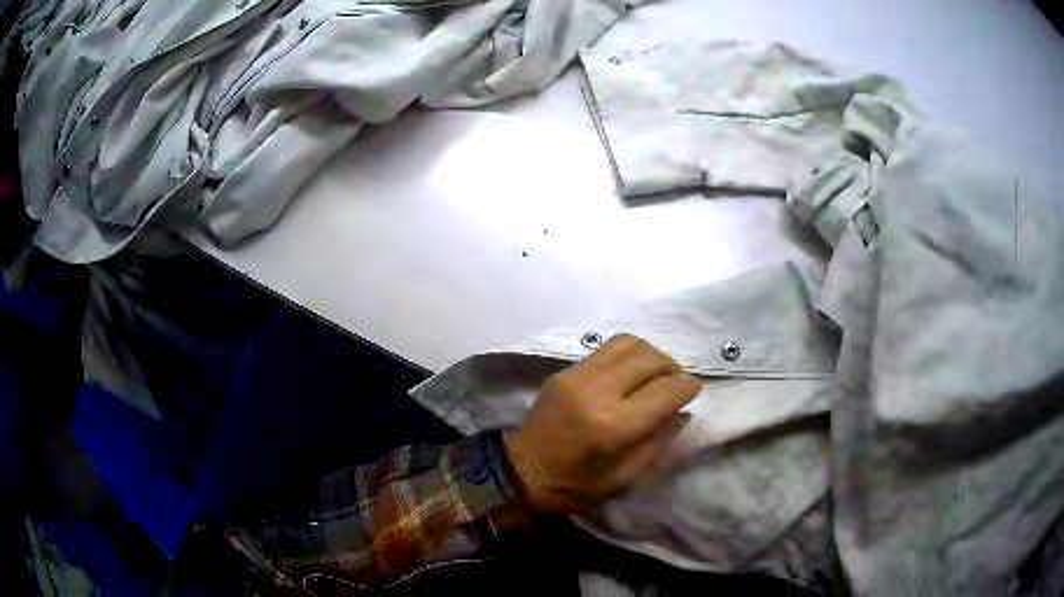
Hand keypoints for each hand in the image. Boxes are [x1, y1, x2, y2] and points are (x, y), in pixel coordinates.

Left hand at [504, 334, 701, 514]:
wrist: (519, 474)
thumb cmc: (575, 487)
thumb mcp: (625, 478)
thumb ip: (658, 442)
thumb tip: (682, 411)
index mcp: (615, 426)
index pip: (666, 390)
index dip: (688, 386)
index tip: (695, 390)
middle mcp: (597, 391)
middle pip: (650, 358)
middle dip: (672, 367)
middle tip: (675, 383)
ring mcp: (577, 376)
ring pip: (629, 343)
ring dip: (650, 355)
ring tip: (654, 374)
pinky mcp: (564, 371)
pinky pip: (605, 349)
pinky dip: (627, 356)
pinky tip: (628, 375)